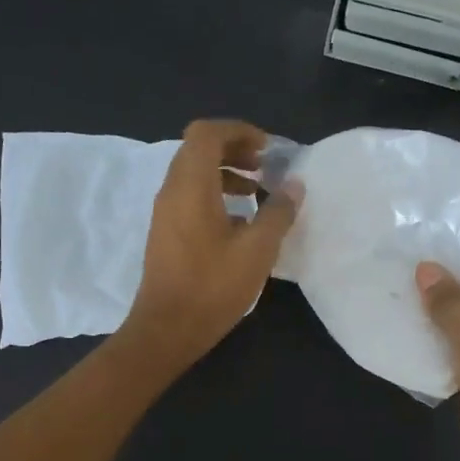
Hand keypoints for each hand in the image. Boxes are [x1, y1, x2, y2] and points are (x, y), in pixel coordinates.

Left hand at [120, 120, 299, 371]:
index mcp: (191, 186)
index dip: (238, 131)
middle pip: (198, 150)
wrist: (167, 329)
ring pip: (193, 175)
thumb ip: (278, 212)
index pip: (206, 133)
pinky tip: (240, 223)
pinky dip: (215, 195)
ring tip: (257, 192)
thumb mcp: (257, 250)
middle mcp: (172, 191)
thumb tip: (294, 185)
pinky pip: (189, 198)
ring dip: (225, 174)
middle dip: (234, 150)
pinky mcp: (166, 233)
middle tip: (265, 167)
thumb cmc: (212, 286)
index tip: (267, 149)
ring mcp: (165, 213)